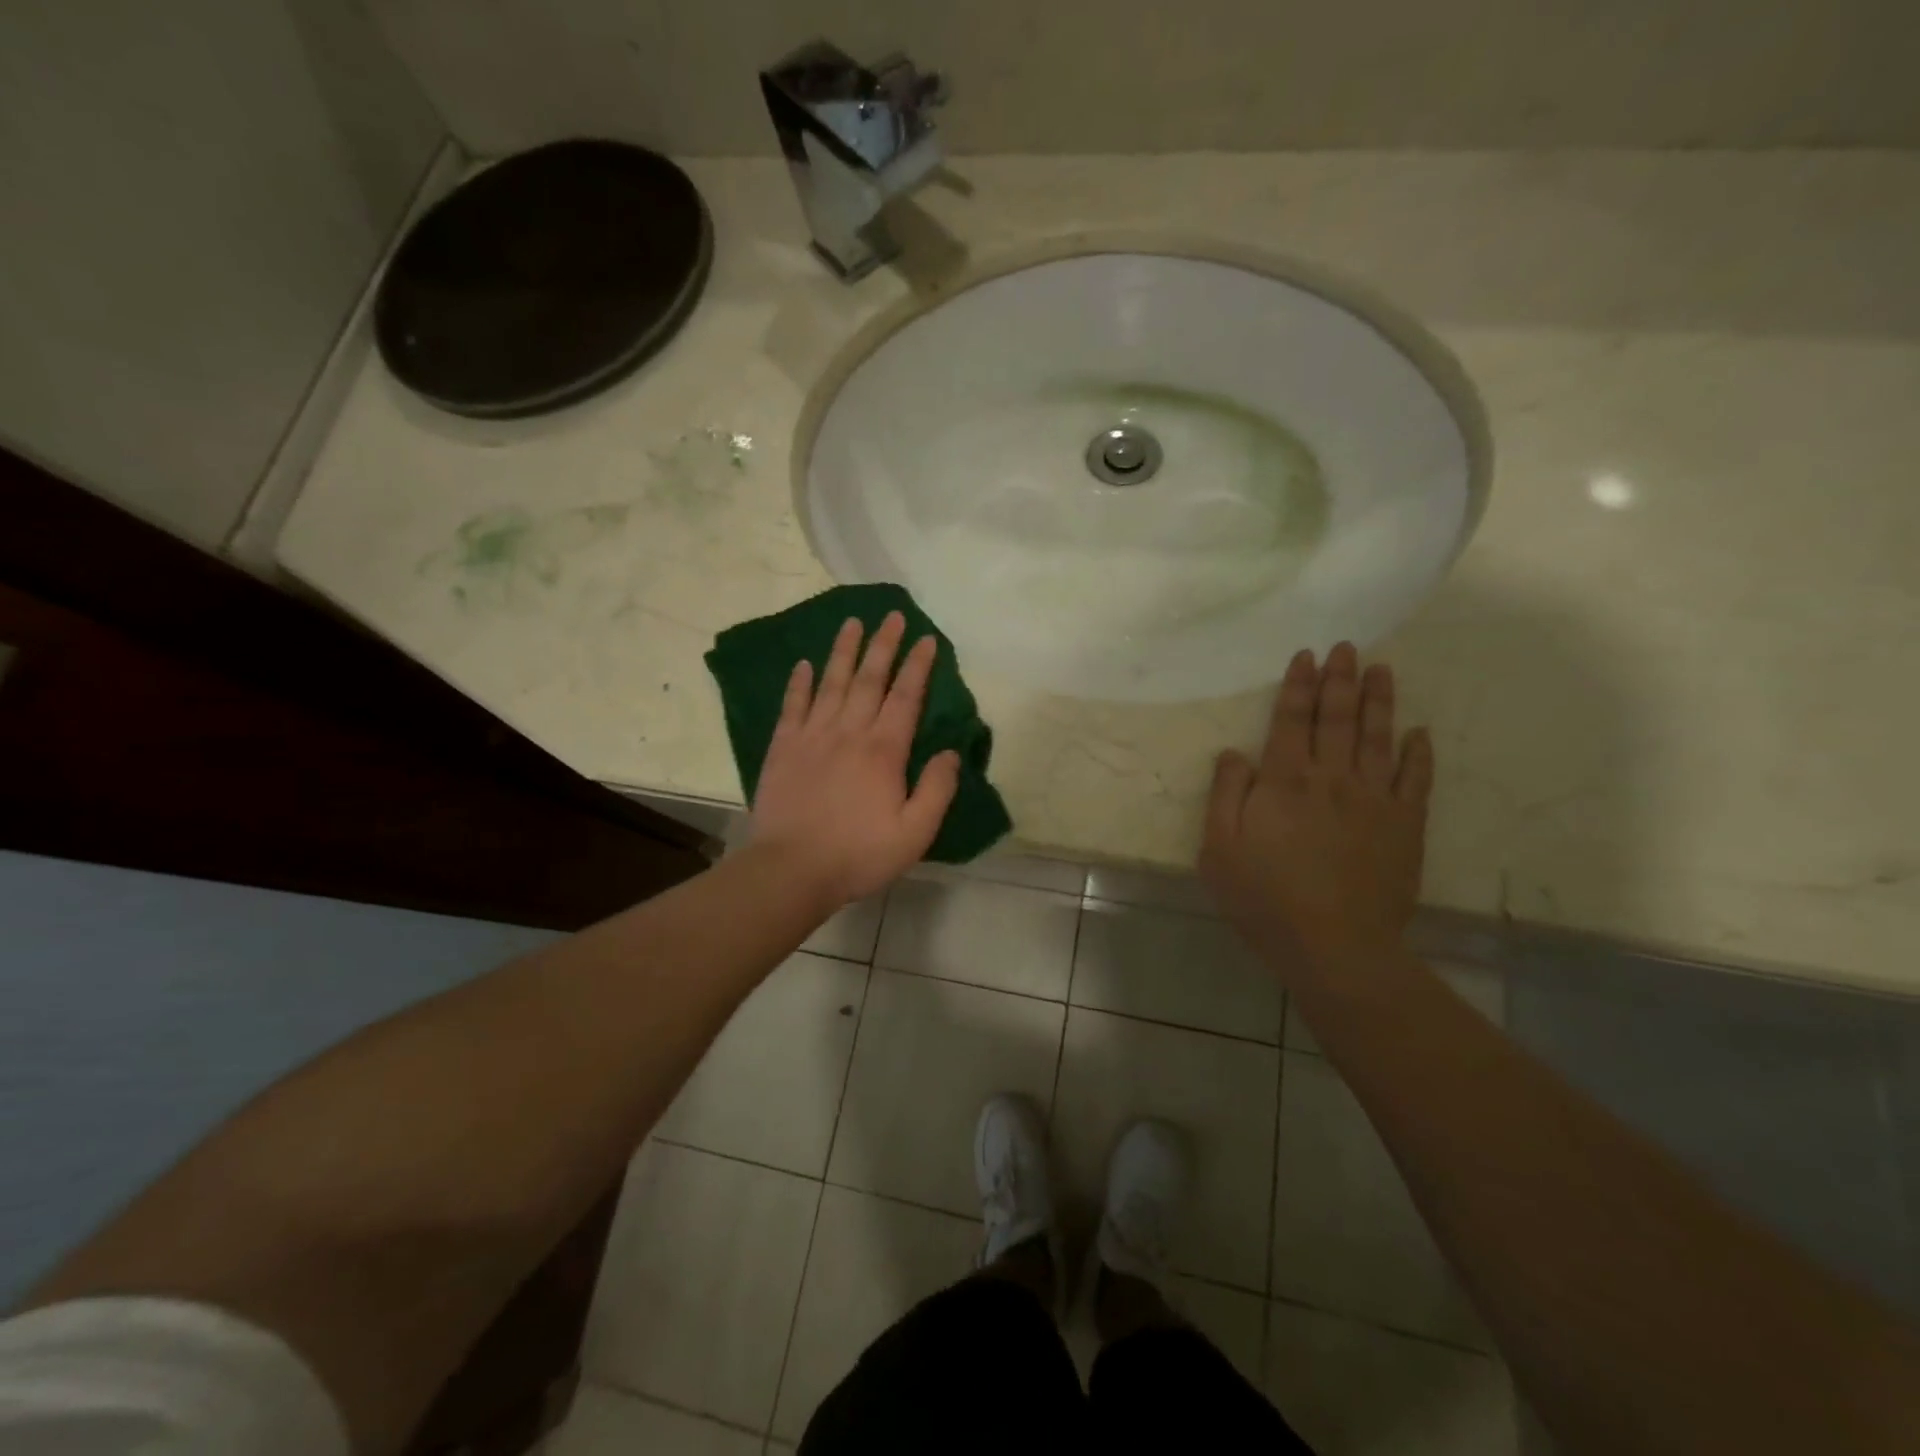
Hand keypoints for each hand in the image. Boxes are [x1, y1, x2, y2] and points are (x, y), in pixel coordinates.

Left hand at [747, 612, 960, 908]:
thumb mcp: (914, 833)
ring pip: (831, 683)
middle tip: (892, 615)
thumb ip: (937, 790)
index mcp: (883, 750)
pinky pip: (792, 706)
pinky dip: (799, 683)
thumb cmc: (858, 854)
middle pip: (869, 679)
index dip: (918, 666)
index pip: (906, 696)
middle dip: (883, 645)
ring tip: (852, 622)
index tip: (926, 638)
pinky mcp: (783, 748)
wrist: (791, 870)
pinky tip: (804, 664)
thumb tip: (951, 752)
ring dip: (843, 651)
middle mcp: (849, 732)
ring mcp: (812, 736)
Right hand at [1199, 643, 1432, 966]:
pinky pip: (1416, 779)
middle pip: (1336, 718)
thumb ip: (1225, 795)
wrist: (1334, 945)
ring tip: (1382, 669)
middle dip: (1340, 679)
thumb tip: (1233, 752)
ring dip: (1379, 701)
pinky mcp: (1405, 825)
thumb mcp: (1219, 849)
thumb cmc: (1264, 899)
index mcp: (1283, 781)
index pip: (1290, 721)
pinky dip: (1418, 753)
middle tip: (1347, 648)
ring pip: (1377, 737)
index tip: (1306, 656)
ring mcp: (1374, 799)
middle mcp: (1330, 778)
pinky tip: (1419, 732)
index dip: (1298, 686)